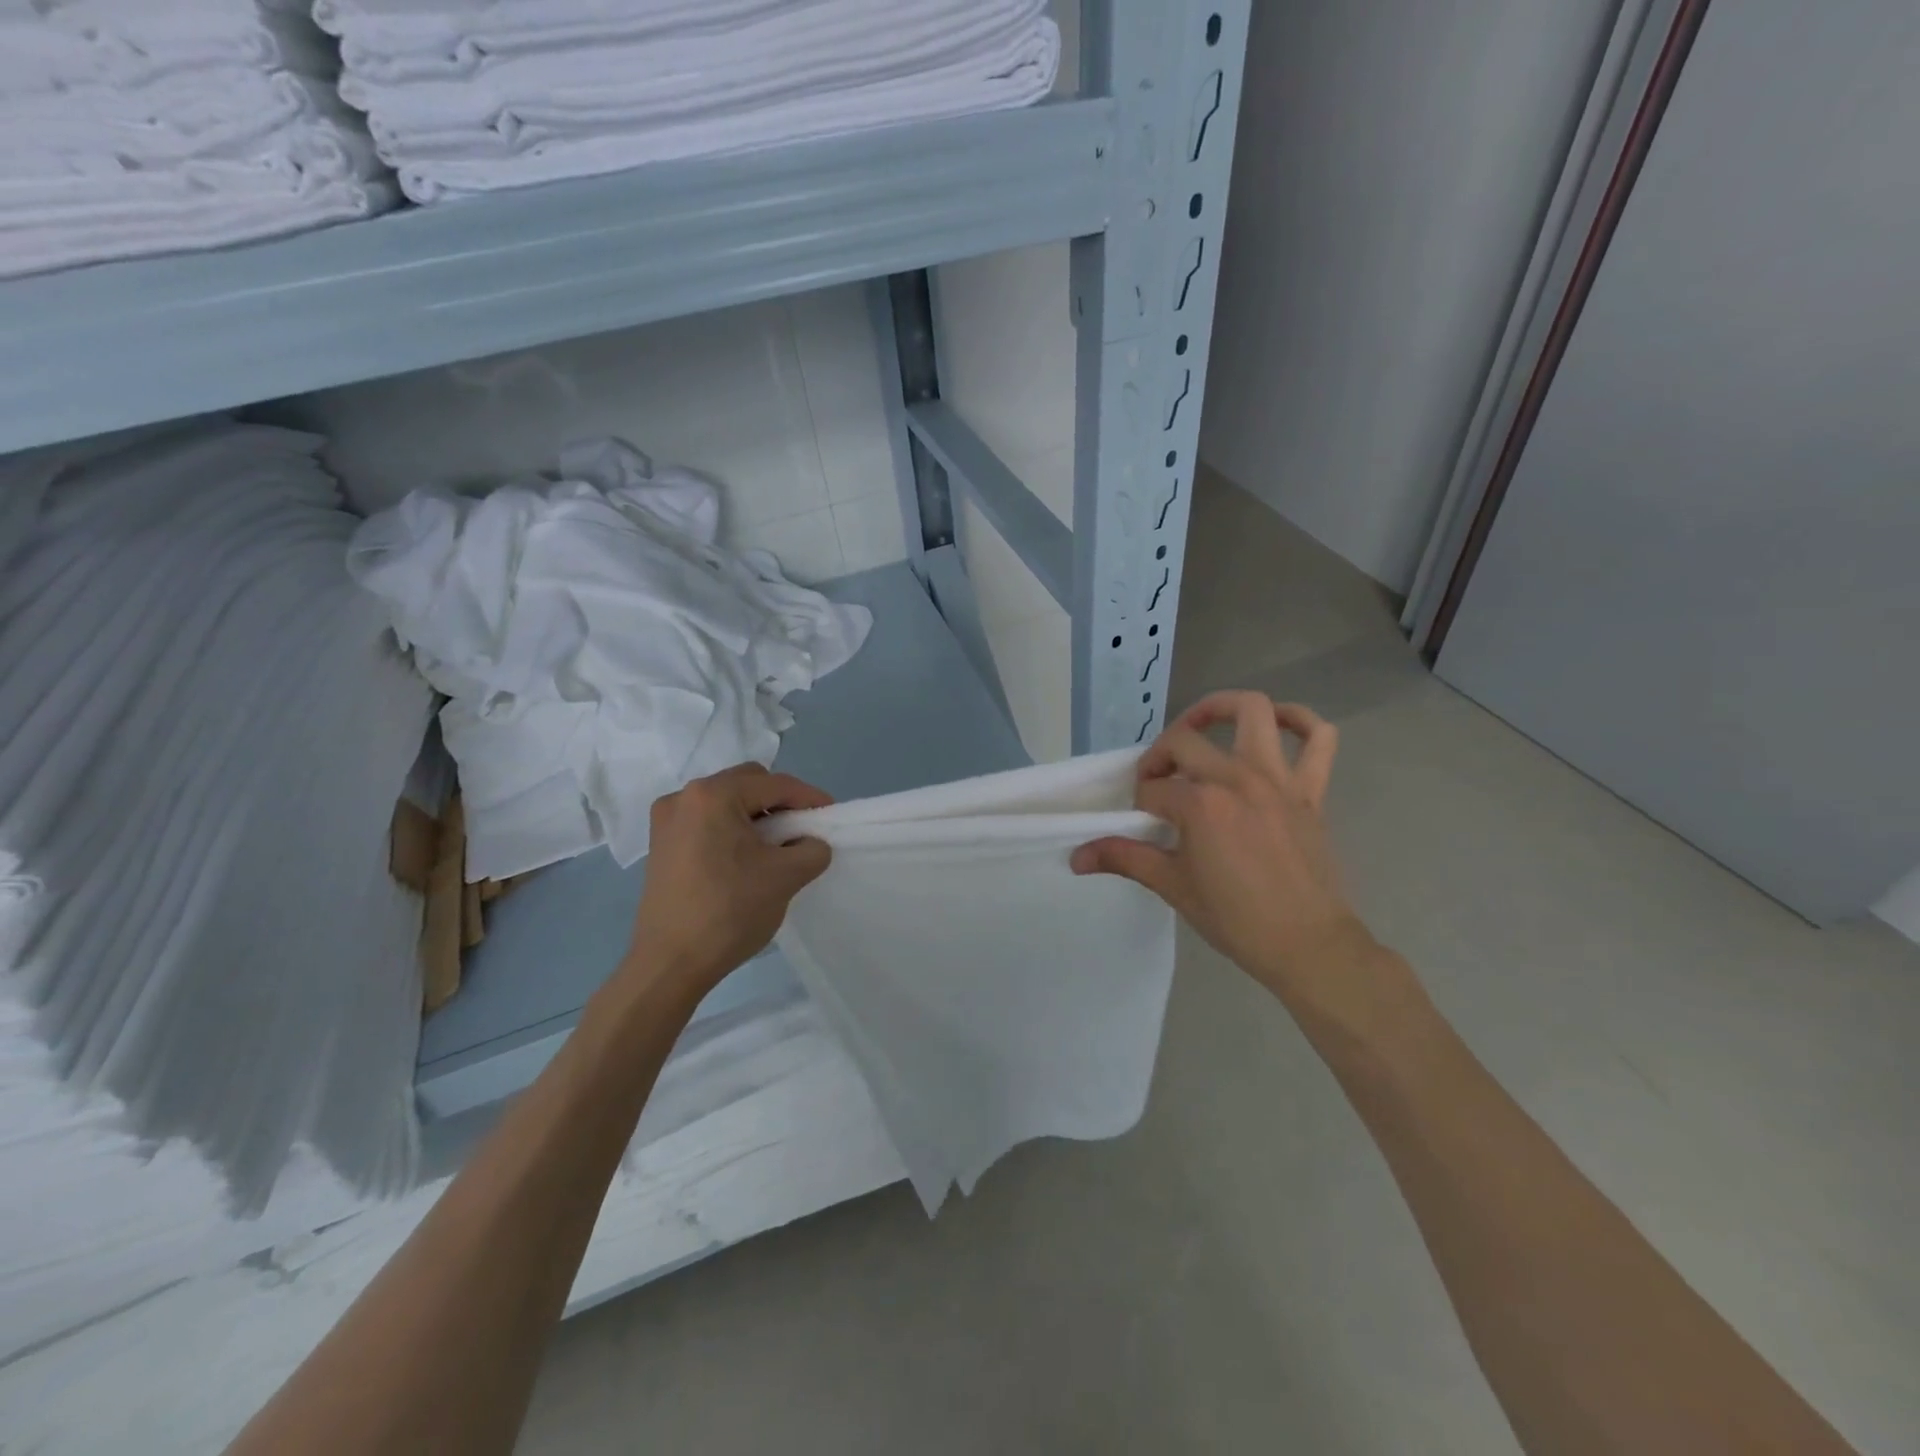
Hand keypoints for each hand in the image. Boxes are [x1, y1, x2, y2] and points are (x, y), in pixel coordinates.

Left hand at [626, 764, 832, 999]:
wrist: (670, 964)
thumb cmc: (729, 911)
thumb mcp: (786, 876)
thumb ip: (812, 849)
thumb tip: (810, 843)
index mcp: (713, 795)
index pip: (775, 784)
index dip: (809, 798)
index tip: (831, 815)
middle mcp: (684, 797)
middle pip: (747, 784)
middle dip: (779, 803)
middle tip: (802, 830)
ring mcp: (667, 821)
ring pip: (726, 803)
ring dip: (755, 817)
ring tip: (776, 847)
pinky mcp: (661, 845)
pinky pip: (707, 822)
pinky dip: (732, 831)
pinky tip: (746, 859)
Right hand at [1072, 692, 1368, 1001]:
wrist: (1308, 947)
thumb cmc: (1236, 919)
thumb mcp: (1172, 886)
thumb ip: (1124, 858)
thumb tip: (1076, 857)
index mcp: (1200, 803)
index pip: (1153, 787)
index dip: (1140, 802)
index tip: (1141, 823)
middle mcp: (1238, 778)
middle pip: (1185, 741)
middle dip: (1160, 755)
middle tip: (1157, 781)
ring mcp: (1278, 779)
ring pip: (1254, 711)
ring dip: (1223, 708)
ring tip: (1202, 725)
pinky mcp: (1310, 790)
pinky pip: (1320, 738)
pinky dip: (1301, 721)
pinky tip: (1279, 725)